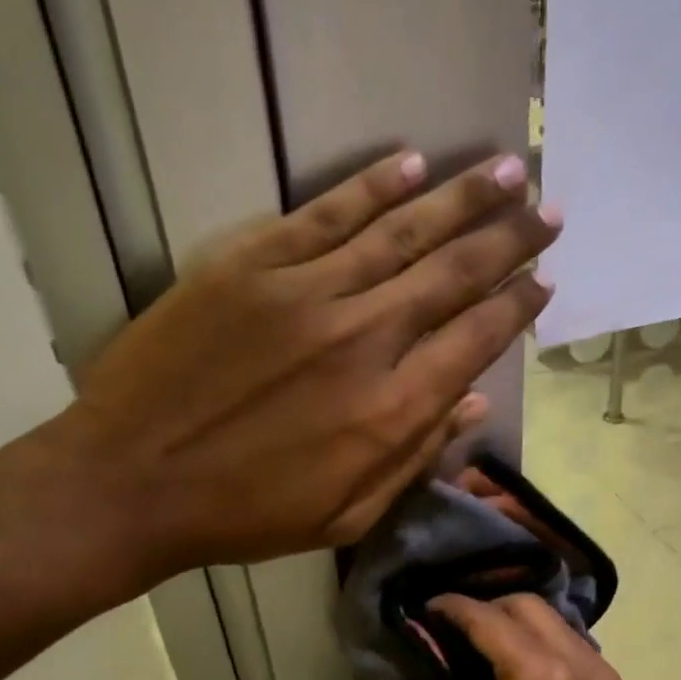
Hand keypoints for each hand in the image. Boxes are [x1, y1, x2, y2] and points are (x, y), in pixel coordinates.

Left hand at [11, 151, 560, 610]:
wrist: (131, 482)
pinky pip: (325, 215)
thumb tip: (473, 403)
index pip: (475, 339)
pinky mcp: (249, 266)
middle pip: (453, 274)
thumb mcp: (346, 515)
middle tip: (549, 209)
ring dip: (462, 198)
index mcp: (390, 411)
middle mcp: (363, 340)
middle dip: (510, 239)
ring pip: (402, 232)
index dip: (517, 306)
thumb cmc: (246, 513)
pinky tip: (412, 164)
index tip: (545, 279)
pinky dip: (373, 188)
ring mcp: (305, 295)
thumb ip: (415, 457)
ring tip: (508, 168)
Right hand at [392, 594, 649, 679]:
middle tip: (449, 630)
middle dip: (487, 608)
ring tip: (479, 647)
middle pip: (531, 608)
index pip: (491, 619)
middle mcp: (585, 668)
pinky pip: (578, 651)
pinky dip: (546, 647)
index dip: (452, 608)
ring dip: (519, 625)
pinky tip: (518, 672)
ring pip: (559, 625)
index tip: (423, 609)